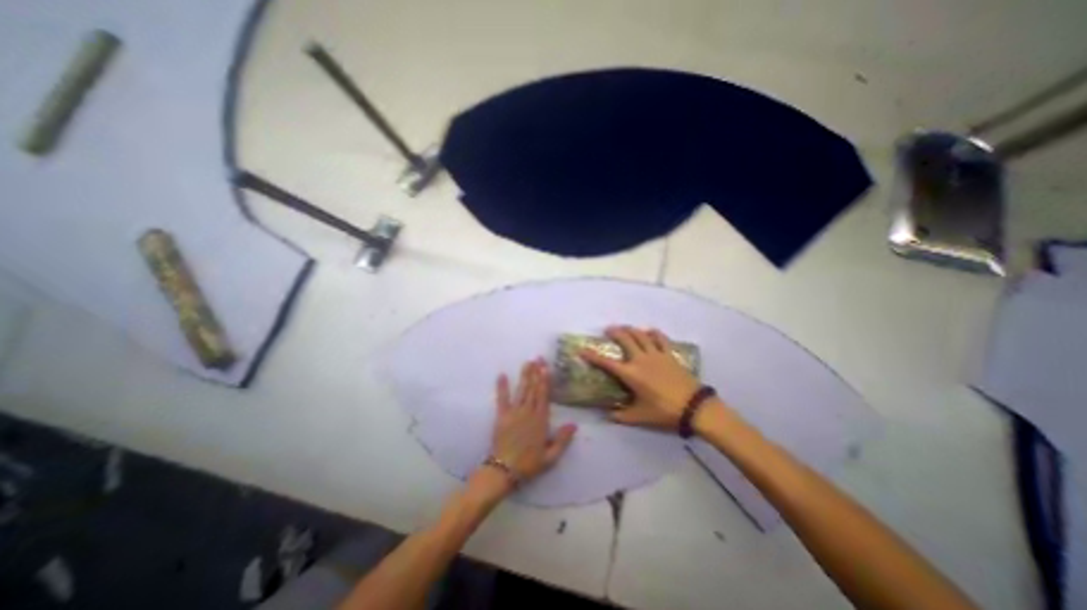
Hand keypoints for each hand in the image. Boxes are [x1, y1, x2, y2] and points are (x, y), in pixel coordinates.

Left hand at [489, 359, 580, 488]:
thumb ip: (563, 440)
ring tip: (527, 362)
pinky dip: (502, 387)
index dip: (545, 380)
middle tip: (538, 358)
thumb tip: (574, 424)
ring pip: (521, 390)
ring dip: (524, 376)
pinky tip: (502, 375)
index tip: (546, 367)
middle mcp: (528, 412)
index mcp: (540, 420)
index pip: (544, 396)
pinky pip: (502, 399)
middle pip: (533, 389)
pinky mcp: (501, 416)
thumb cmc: (529, 464)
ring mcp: (514, 413)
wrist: (505, 471)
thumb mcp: (551, 457)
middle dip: (536, 372)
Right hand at [581, 329, 699, 427]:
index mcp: (631, 374)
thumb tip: (607, 416)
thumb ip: (621, 416)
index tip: (582, 349)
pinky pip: (660, 338)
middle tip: (608, 329)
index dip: (592, 355)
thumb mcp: (640, 416)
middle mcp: (641, 359)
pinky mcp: (669, 354)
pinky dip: (654, 333)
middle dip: (615, 332)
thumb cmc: (664, 411)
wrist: (694, 407)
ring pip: (641, 335)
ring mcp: (656, 354)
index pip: (606, 363)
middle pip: (625, 339)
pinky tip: (650, 331)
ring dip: (631, 329)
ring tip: (625, 328)